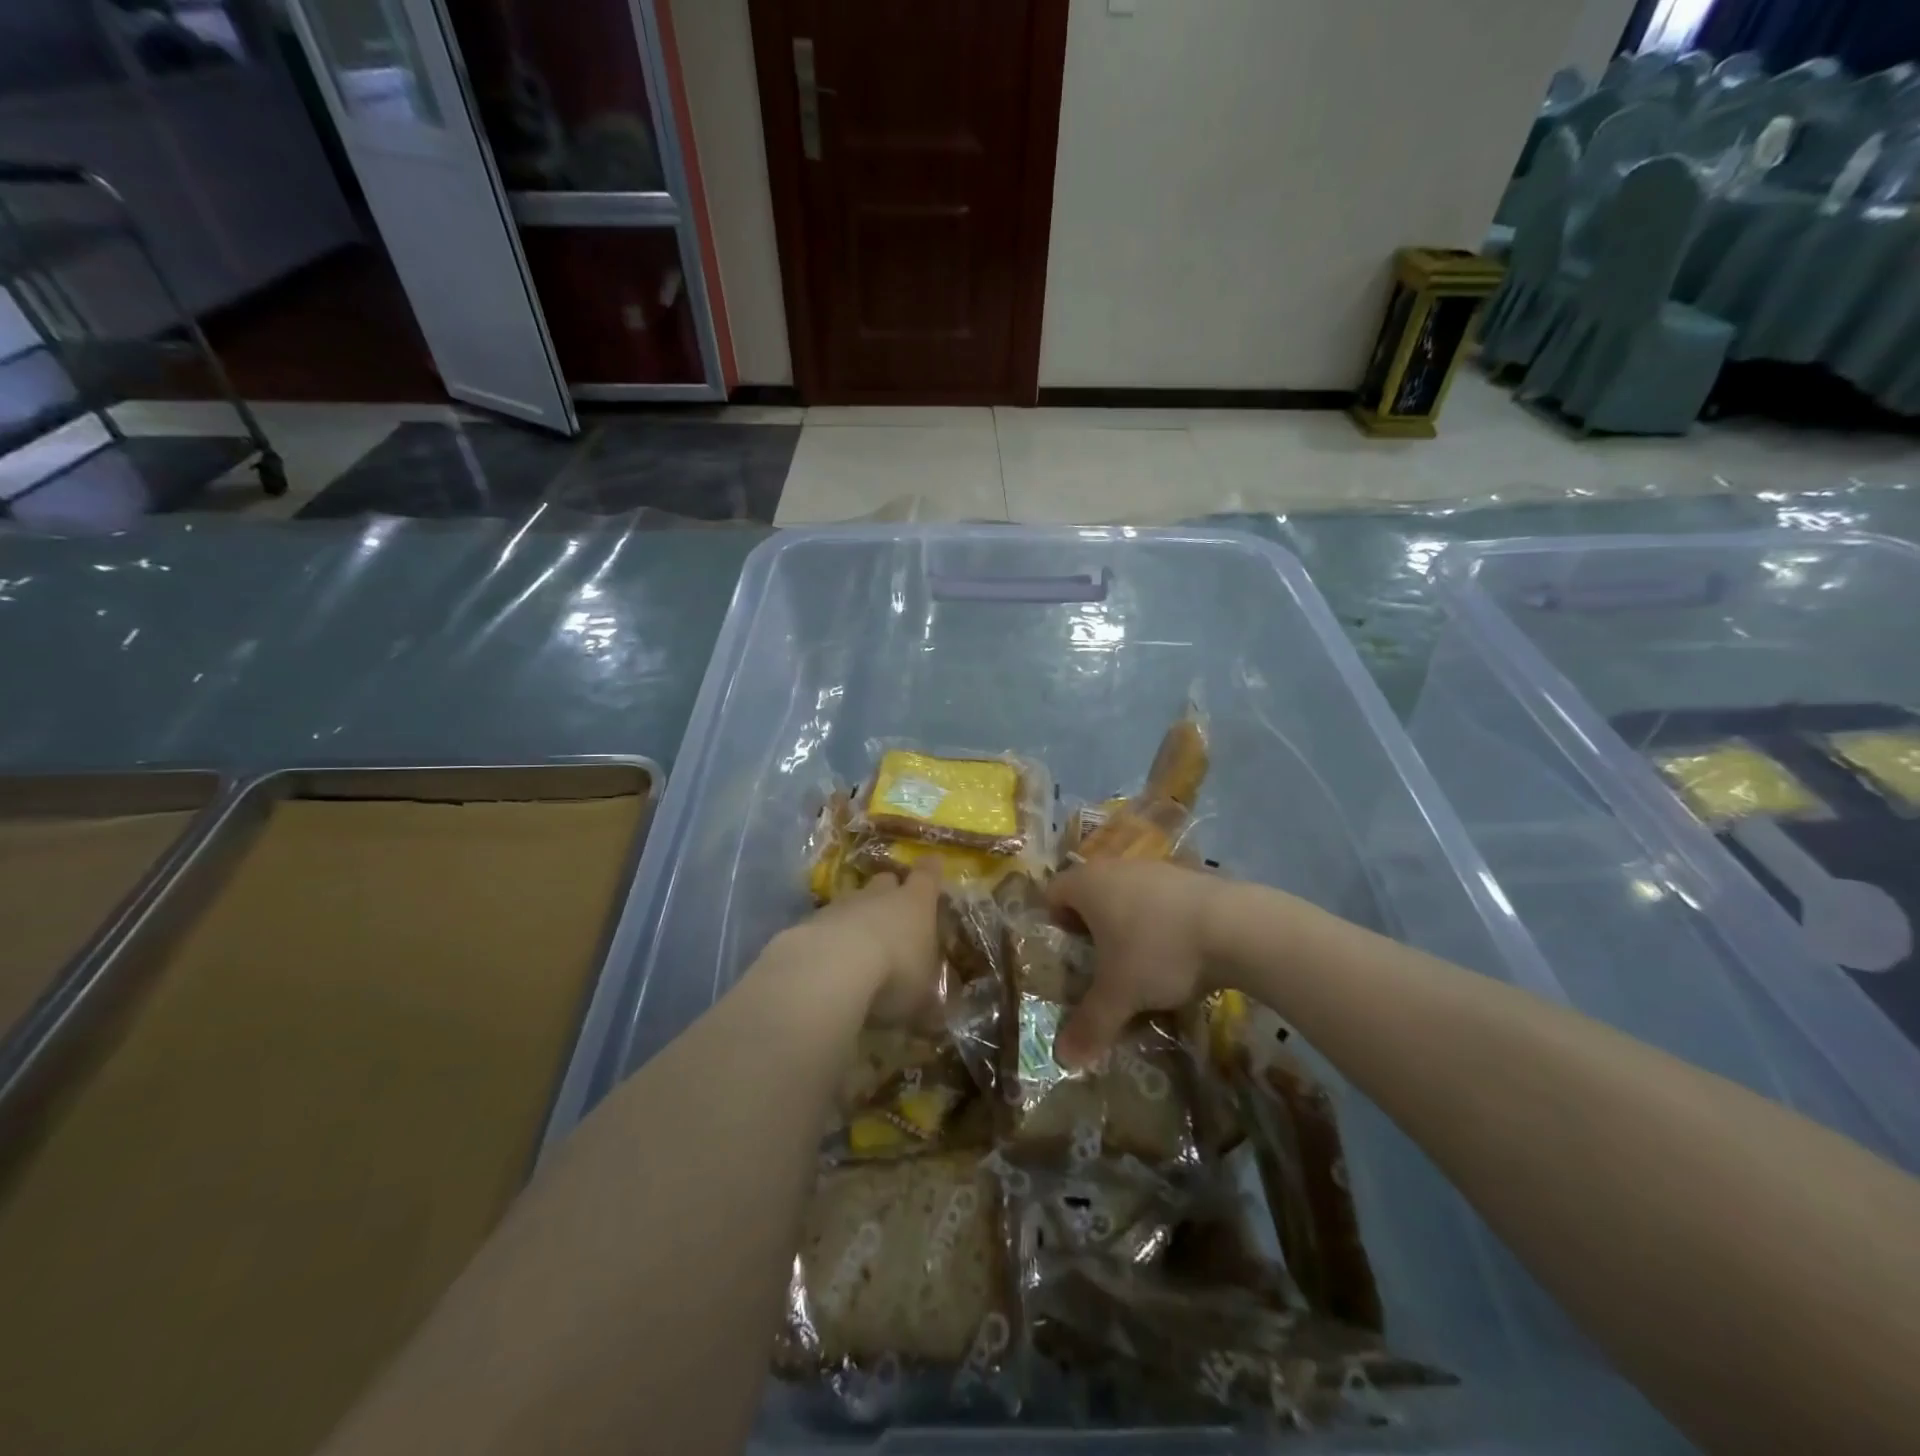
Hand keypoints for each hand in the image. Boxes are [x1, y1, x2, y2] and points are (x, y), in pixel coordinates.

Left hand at [786, 867, 944, 1027]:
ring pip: (852, 901)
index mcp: (916, 903)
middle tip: (893, 914)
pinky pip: (824, 924)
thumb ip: (928, 1000)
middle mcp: (879, 895)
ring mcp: (841, 905)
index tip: (932, 863)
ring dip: (855, 917)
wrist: (831, 968)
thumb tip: (934, 1014)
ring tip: (857, 945)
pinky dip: (828, 937)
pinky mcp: (808, 922)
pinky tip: (828, 962)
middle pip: (886, 882)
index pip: (927, 876)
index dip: (930, 871)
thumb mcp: (922, 997)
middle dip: (889, 893)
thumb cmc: (894, 974)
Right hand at [1047, 861, 1223, 1067]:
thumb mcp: (1119, 995)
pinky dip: (1161, 925)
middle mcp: (1116, 868)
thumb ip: (1089, 1025)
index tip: (1067, 956)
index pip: (1053, 894)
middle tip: (1099, 967)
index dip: (1053, 924)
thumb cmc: (1158, 952)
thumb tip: (1062, 1059)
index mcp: (1088, 884)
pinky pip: (1161, 902)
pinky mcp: (1190, 878)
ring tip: (1141, 966)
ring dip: (1128, 927)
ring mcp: (1156, 869)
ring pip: (1128, 898)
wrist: (1235, 927)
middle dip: (1092, 930)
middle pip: (1091, 895)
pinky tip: (1178, 956)